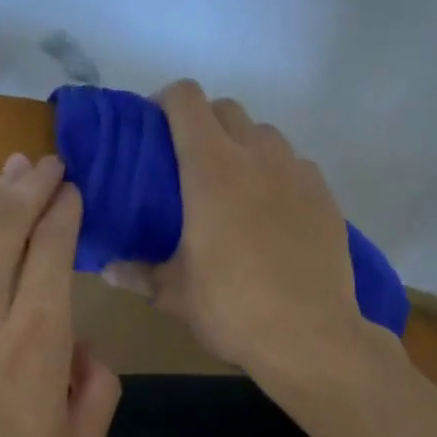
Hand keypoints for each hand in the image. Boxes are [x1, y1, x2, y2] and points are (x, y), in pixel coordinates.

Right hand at [107, 80, 381, 384]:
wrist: (309, 336)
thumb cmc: (232, 309)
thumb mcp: (175, 294)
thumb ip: (139, 273)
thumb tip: (109, 270)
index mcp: (212, 169)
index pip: (186, 100)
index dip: (166, 102)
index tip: (155, 130)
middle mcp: (258, 156)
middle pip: (227, 109)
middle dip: (204, 124)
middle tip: (190, 164)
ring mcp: (298, 173)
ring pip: (265, 136)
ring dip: (243, 147)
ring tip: (234, 189)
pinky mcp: (326, 197)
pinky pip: (296, 167)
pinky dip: (278, 176)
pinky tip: (273, 216)